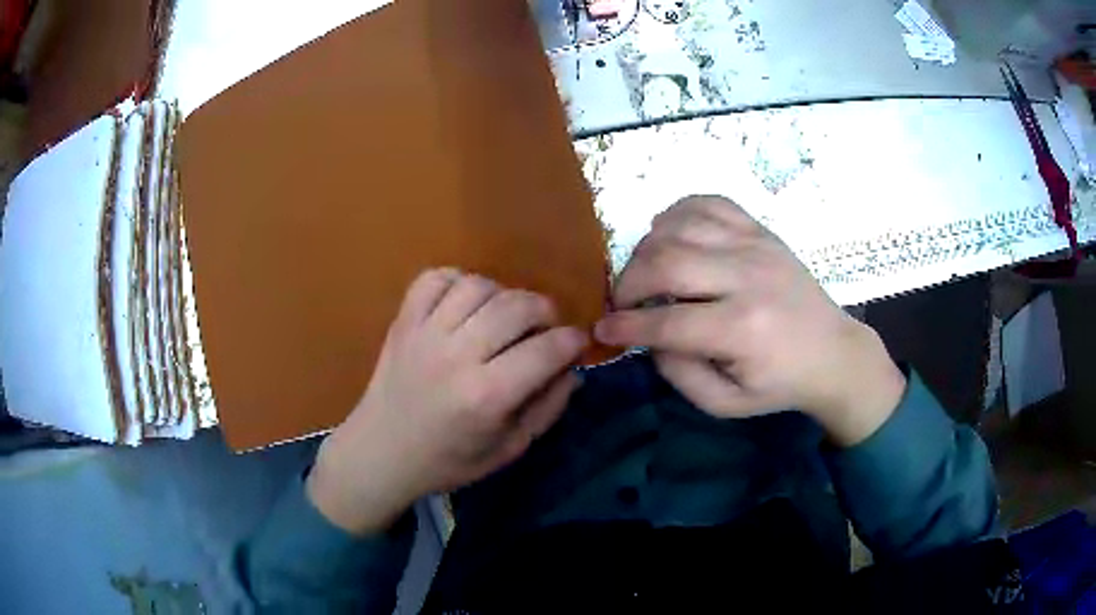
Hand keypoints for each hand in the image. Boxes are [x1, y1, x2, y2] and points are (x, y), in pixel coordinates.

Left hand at [307, 269, 588, 533]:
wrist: (381, 453)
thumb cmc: (448, 461)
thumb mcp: (509, 449)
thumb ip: (547, 409)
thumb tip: (572, 369)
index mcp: (485, 397)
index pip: (546, 350)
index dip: (572, 341)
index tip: (577, 342)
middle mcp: (456, 356)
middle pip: (516, 307)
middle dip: (545, 311)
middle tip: (546, 328)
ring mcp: (424, 333)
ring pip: (478, 285)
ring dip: (504, 294)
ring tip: (505, 316)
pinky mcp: (403, 321)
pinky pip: (434, 278)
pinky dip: (458, 280)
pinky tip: (466, 302)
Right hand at [594, 196, 905, 445]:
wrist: (832, 351)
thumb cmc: (779, 383)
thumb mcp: (726, 403)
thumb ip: (680, 374)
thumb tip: (649, 338)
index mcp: (742, 330)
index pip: (666, 322)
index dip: (625, 327)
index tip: (603, 330)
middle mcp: (747, 277)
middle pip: (666, 261)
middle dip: (628, 282)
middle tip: (623, 303)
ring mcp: (755, 245)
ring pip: (680, 226)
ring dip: (648, 248)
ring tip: (646, 273)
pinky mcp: (760, 229)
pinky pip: (708, 203)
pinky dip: (677, 213)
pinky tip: (670, 235)